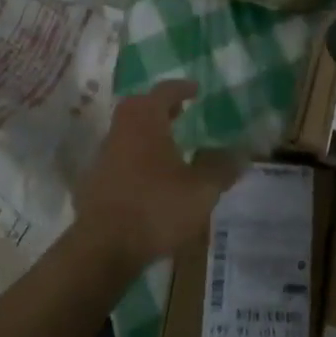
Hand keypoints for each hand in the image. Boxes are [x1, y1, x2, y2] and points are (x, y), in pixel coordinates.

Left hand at [71, 81, 242, 273]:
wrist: (103, 248)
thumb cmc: (156, 208)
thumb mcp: (200, 190)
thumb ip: (221, 168)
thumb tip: (240, 153)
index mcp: (146, 120)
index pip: (164, 91)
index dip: (181, 88)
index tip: (195, 91)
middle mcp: (121, 129)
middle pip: (139, 107)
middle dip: (160, 107)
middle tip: (180, 114)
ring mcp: (104, 155)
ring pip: (127, 132)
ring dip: (147, 134)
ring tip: (169, 148)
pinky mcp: (95, 181)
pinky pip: (119, 157)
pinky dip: (135, 158)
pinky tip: (150, 179)